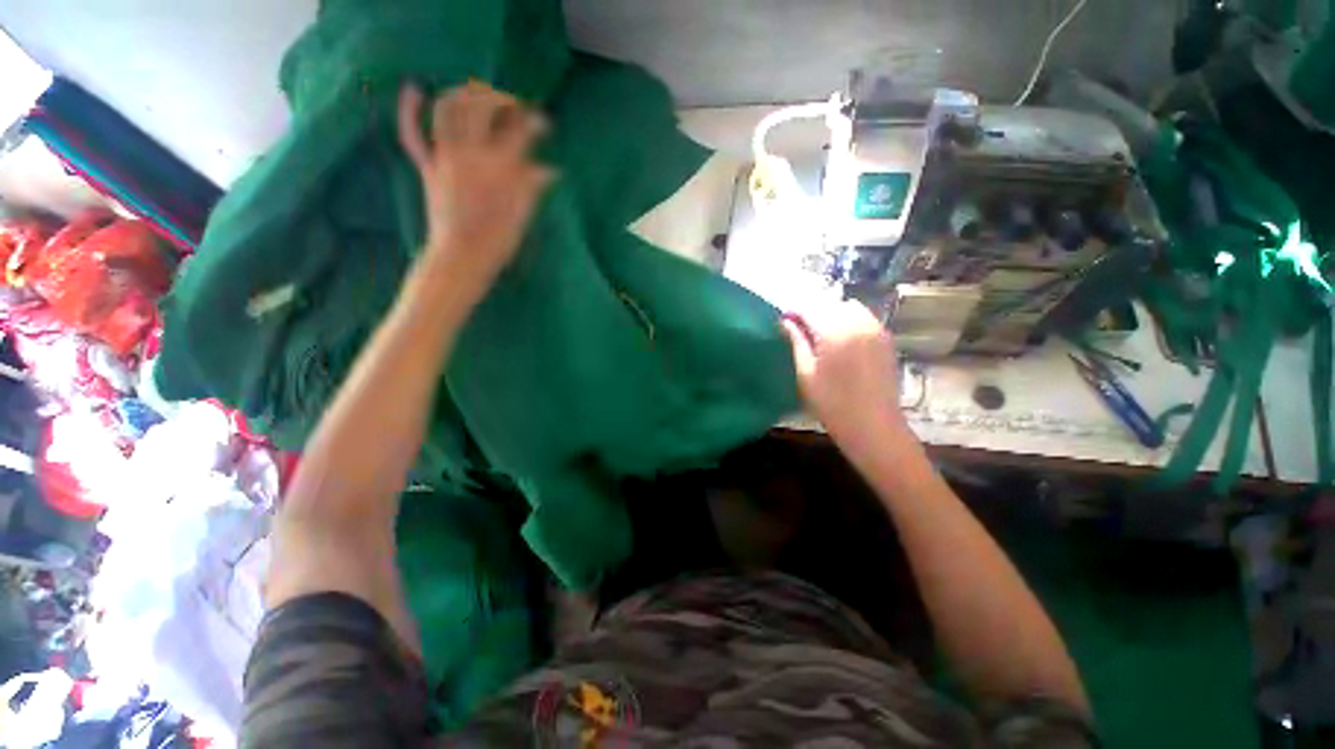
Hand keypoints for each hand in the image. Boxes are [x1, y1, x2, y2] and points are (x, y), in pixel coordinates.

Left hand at [398, 81, 553, 295]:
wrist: (462, 257)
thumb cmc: (498, 241)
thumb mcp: (523, 214)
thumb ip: (533, 186)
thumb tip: (551, 170)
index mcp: (498, 167)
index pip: (519, 130)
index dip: (535, 122)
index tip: (544, 123)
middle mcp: (470, 153)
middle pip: (481, 107)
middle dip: (499, 98)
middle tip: (512, 105)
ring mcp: (445, 157)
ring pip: (447, 109)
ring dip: (462, 93)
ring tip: (476, 93)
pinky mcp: (428, 167)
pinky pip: (412, 134)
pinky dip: (408, 110)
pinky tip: (414, 88)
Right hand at [782, 300, 909, 451]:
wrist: (874, 426)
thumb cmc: (832, 404)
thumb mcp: (806, 374)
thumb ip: (796, 342)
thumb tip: (785, 322)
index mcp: (835, 332)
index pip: (810, 308)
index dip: (794, 311)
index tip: (783, 321)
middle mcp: (858, 323)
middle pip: (830, 304)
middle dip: (812, 311)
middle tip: (799, 329)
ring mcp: (876, 329)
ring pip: (848, 307)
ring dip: (831, 314)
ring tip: (820, 334)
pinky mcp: (886, 339)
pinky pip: (864, 318)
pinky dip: (849, 320)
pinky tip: (841, 340)